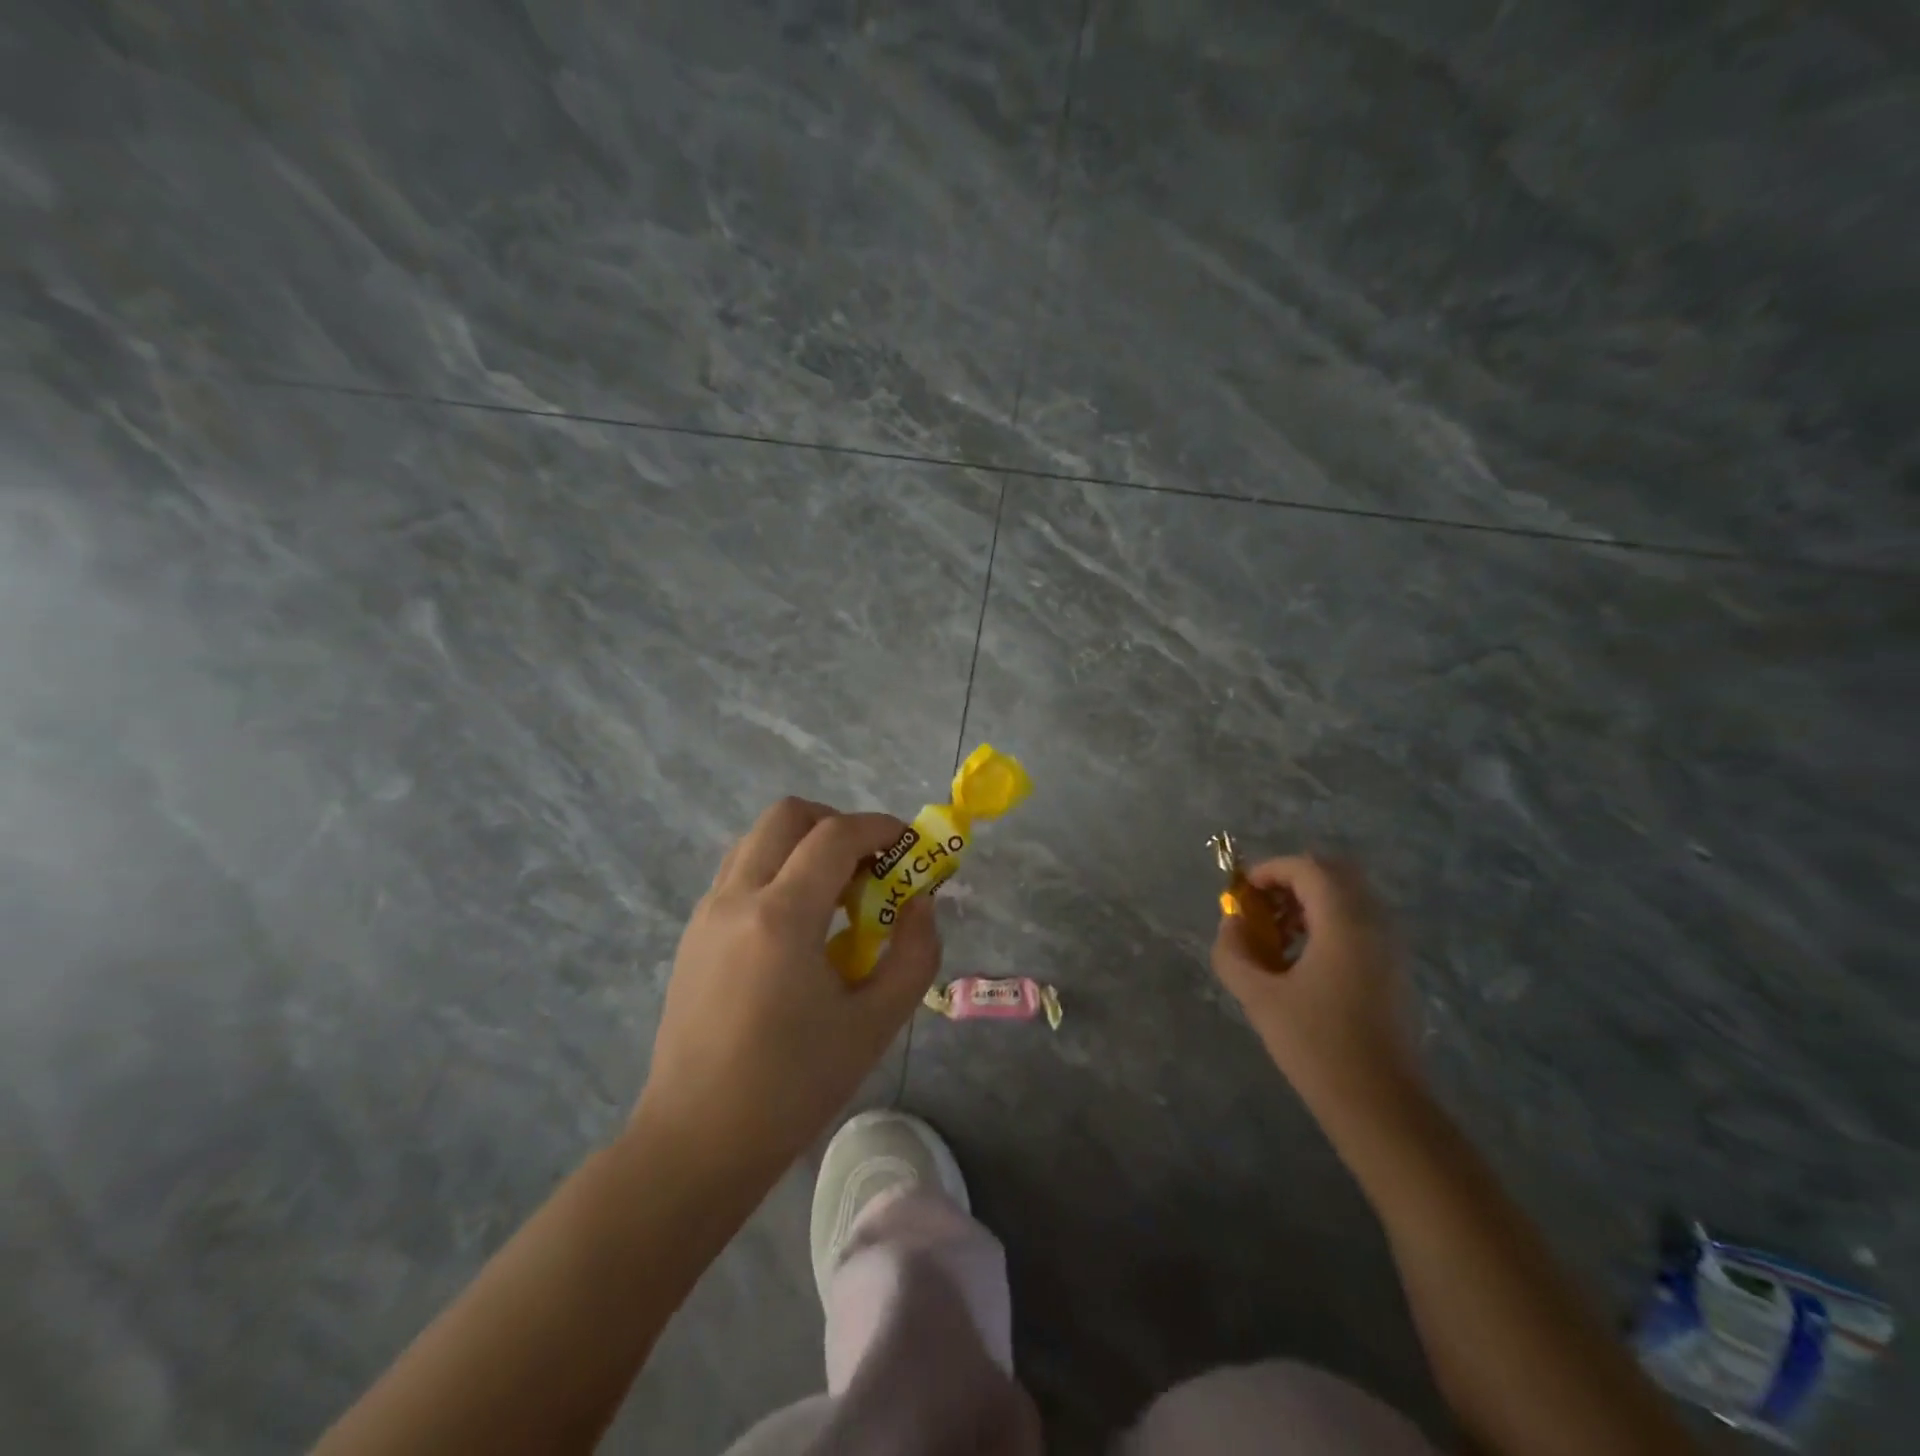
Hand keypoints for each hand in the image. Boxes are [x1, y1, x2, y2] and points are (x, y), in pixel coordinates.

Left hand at [635, 798, 940, 1179]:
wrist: (697, 1140)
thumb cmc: (793, 1087)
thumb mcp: (875, 1024)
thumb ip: (914, 954)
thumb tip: (921, 904)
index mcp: (781, 917)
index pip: (834, 835)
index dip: (880, 828)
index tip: (909, 845)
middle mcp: (736, 898)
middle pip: (786, 815)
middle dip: (836, 823)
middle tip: (868, 866)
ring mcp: (706, 912)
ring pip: (758, 839)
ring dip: (803, 845)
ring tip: (836, 895)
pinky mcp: (693, 933)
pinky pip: (740, 872)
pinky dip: (777, 871)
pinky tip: (799, 926)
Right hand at [1211, 855, 1418, 1120]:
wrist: (1381, 1106)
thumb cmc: (1317, 1046)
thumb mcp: (1259, 997)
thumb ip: (1234, 953)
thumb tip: (1231, 925)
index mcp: (1344, 923)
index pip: (1307, 868)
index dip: (1270, 870)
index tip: (1242, 893)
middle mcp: (1375, 924)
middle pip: (1334, 874)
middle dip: (1293, 880)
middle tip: (1263, 907)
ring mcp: (1391, 947)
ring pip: (1350, 898)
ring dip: (1311, 902)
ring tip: (1279, 936)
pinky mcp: (1395, 970)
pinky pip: (1361, 923)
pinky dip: (1330, 923)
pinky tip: (1304, 963)